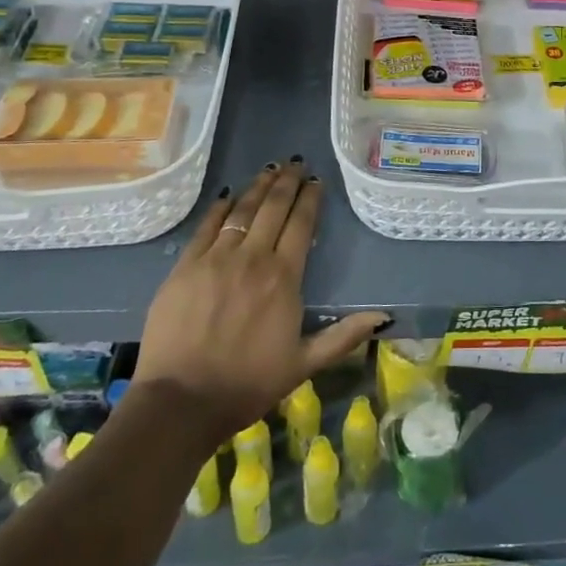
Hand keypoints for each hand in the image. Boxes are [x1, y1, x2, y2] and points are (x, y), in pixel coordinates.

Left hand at [134, 160, 387, 440]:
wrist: (181, 402)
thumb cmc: (248, 384)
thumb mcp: (304, 364)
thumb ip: (344, 336)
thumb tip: (384, 316)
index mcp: (284, 277)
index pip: (301, 224)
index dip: (310, 198)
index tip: (316, 181)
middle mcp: (252, 258)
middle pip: (273, 207)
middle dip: (287, 182)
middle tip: (296, 162)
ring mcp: (215, 259)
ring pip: (242, 210)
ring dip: (258, 186)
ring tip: (270, 169)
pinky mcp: (185, 267)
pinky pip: (207, 226)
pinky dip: (221, 207)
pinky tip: (229, 195)